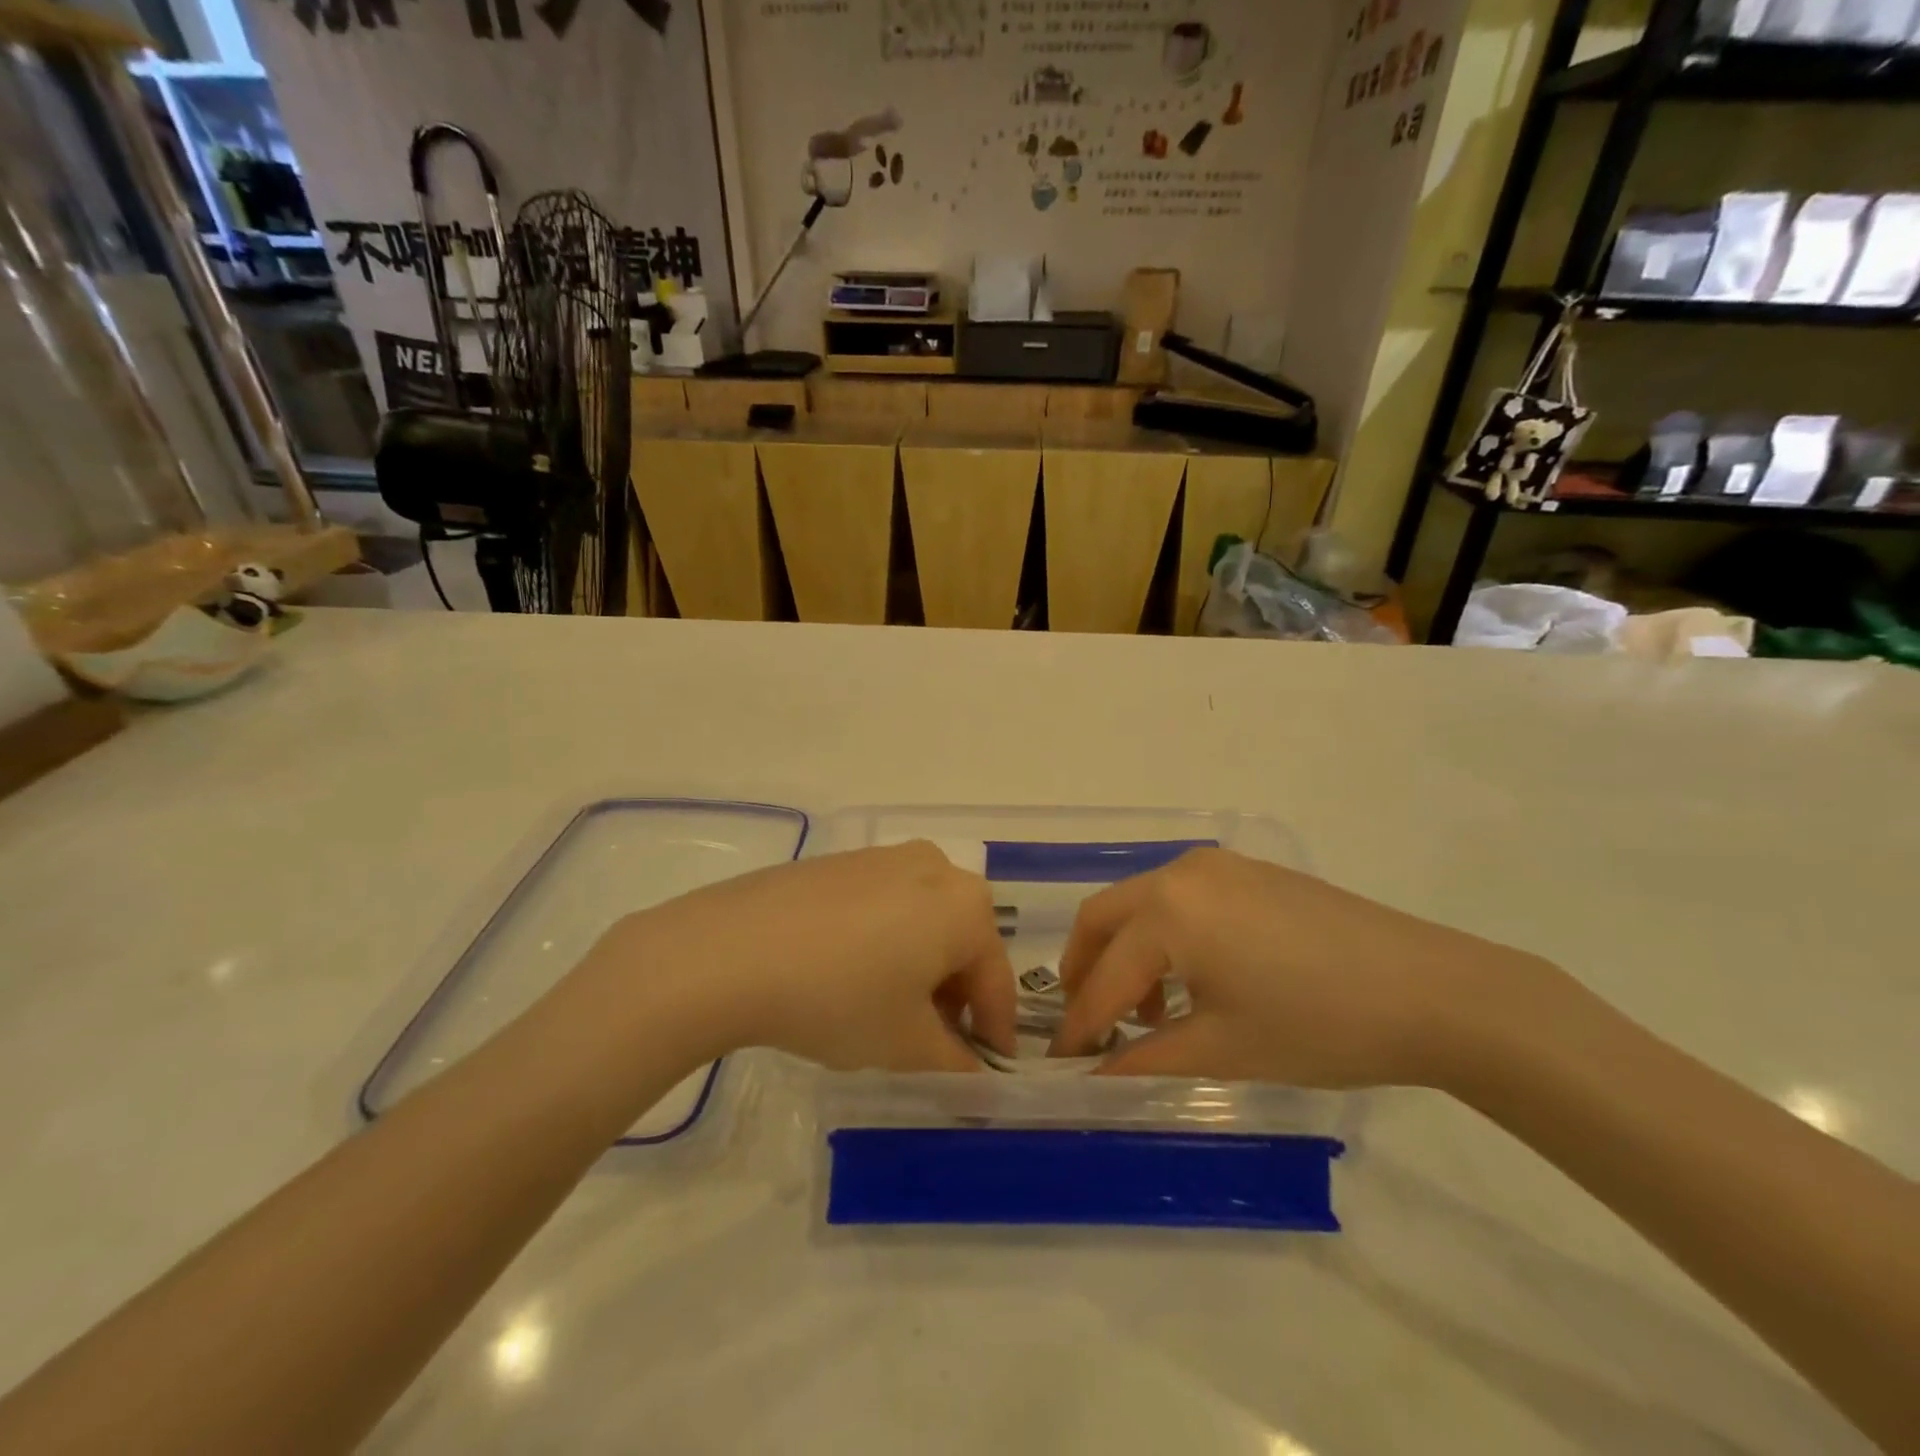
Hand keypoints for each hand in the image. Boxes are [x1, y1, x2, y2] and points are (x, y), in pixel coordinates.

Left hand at [609, 842, 1016, 1072]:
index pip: (996, 979)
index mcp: (966, 905)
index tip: (987, 1071)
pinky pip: (883, 906)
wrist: (732, 949)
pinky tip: (847, 976)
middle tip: (932, 1043)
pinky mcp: (841, 861)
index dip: (995, 1032)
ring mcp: (884, 858)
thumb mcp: (906, 1044)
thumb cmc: (840, 997)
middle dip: (954, 997)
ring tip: (887, 1012)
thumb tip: (975, 1072)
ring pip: (922, 921)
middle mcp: (935, 867)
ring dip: (919, 967)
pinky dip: (883, 942)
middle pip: (961, 943)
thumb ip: (956, 1062)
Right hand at [1049, 848, 1547, 1086]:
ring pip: (1141, 903)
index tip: (1061, 1063)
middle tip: (1086, 1021)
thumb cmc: (1318, 1025)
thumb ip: (1145, 1058)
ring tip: (1149, 1012)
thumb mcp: (1223, 1050)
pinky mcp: (1247, 872)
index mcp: (1168, 912)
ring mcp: (1217, 865)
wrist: (1434, 992)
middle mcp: (1180, 873)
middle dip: (1084, 968)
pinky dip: (1165, 935)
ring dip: (1127, 952)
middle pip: (1104, 917)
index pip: (1104, 976)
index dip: (1080, 1024)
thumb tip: (1095, 1076)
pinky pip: (1180, 898)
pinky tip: (1194, 980)